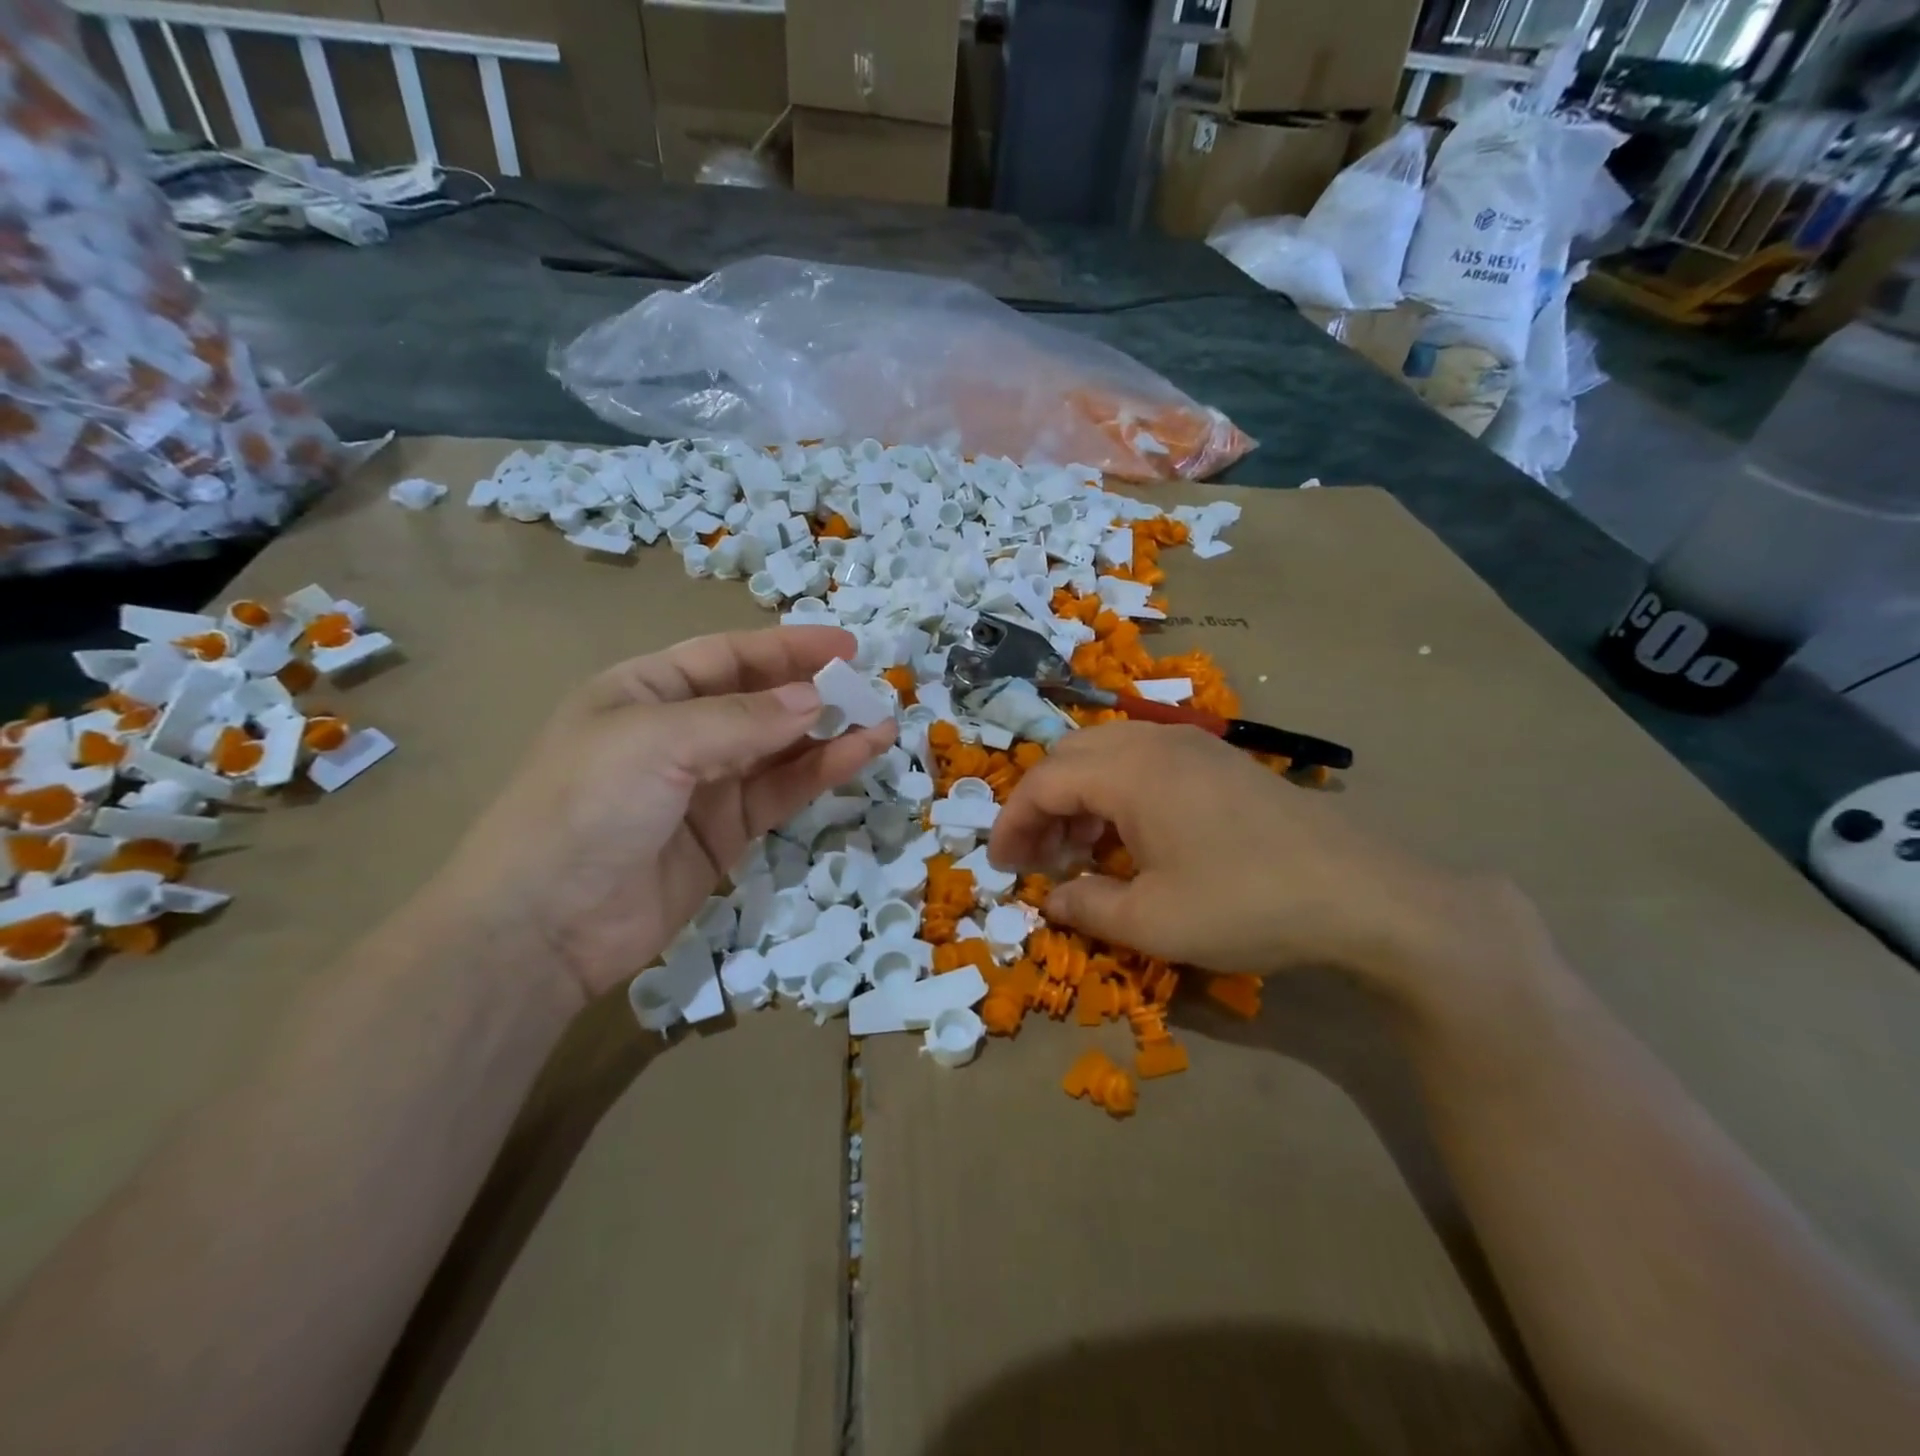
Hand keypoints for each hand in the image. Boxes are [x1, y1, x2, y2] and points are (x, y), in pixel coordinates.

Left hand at [439, 626, 893, 1004]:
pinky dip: (821, 773)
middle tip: (872, 686)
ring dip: (830, 733)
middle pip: (760, 699)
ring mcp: (706, 785)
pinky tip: (860, 755)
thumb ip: (742, 719)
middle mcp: (679, 731)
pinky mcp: (727, 833)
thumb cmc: (586, 807)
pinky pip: (782, 792)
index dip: (788, 647)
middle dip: (814, 690)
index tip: (847, 646)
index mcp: (647, 690)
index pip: (729, 656)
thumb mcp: (657, 742)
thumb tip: (816, 699)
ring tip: (882, 721)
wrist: (545, 927)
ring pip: (780, 748)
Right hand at [988, 722, 1534, 1009]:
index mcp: (1130, 770)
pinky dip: (1117, 792)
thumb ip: (1087, 906)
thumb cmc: (1245, 904)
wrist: (1361, 894)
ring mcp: (1192, 746)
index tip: (1001, 866)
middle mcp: (1155, 742)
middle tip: (1039, 858)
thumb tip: (1052, 900)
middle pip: (1070, 756)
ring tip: (1080, 851)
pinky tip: (1132, 838)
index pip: (1043, 782)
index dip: (1012, 822)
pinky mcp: (1219, 761)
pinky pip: (1145, 761)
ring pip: (1107, 754)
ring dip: (1079, 797)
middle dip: (1041, 805)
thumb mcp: (1152, 922)